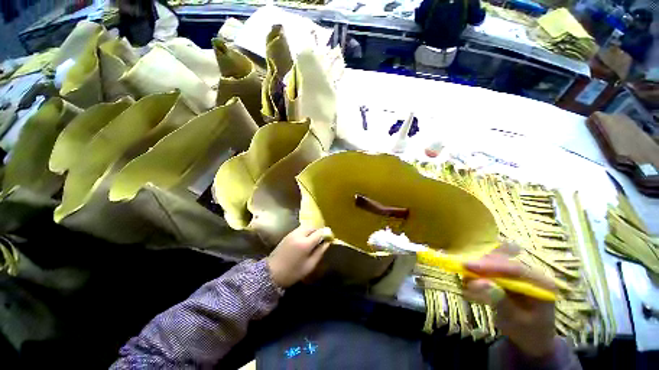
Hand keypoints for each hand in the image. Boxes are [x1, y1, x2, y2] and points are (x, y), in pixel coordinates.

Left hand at [266, 226, 332, 287]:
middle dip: (318, 232)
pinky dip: (305, 232)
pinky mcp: (287, 235)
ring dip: (312, 231)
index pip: (319, 232)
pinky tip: (305, 240)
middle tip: (321, 240)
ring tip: (313, 240)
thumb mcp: (310, 266)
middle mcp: (299, 235)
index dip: (326, 234)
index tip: (329, 238)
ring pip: (306, 227)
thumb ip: (320, 252)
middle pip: (313, 227)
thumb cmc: (293, 272)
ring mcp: (292, 233)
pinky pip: (300, 229)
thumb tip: (327, 243)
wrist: (271, 273)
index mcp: (305, 243)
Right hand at [463, 246, 556, 358]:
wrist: (534, 339)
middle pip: (505, 261)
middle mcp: (534, 274)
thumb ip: (500, 300)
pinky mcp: (514, 274)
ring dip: (481, 265)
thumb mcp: (514, 321)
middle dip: (483, 264)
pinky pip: (496, 265)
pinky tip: (474, 274)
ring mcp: (524, 272)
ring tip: (467, 275)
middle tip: (463, 269)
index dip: (490, 266)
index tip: (467, 265)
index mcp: (543, 286)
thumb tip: (480, 282)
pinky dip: (483, 268)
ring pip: (499, 260)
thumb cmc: (527, 333)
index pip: (516, 269)